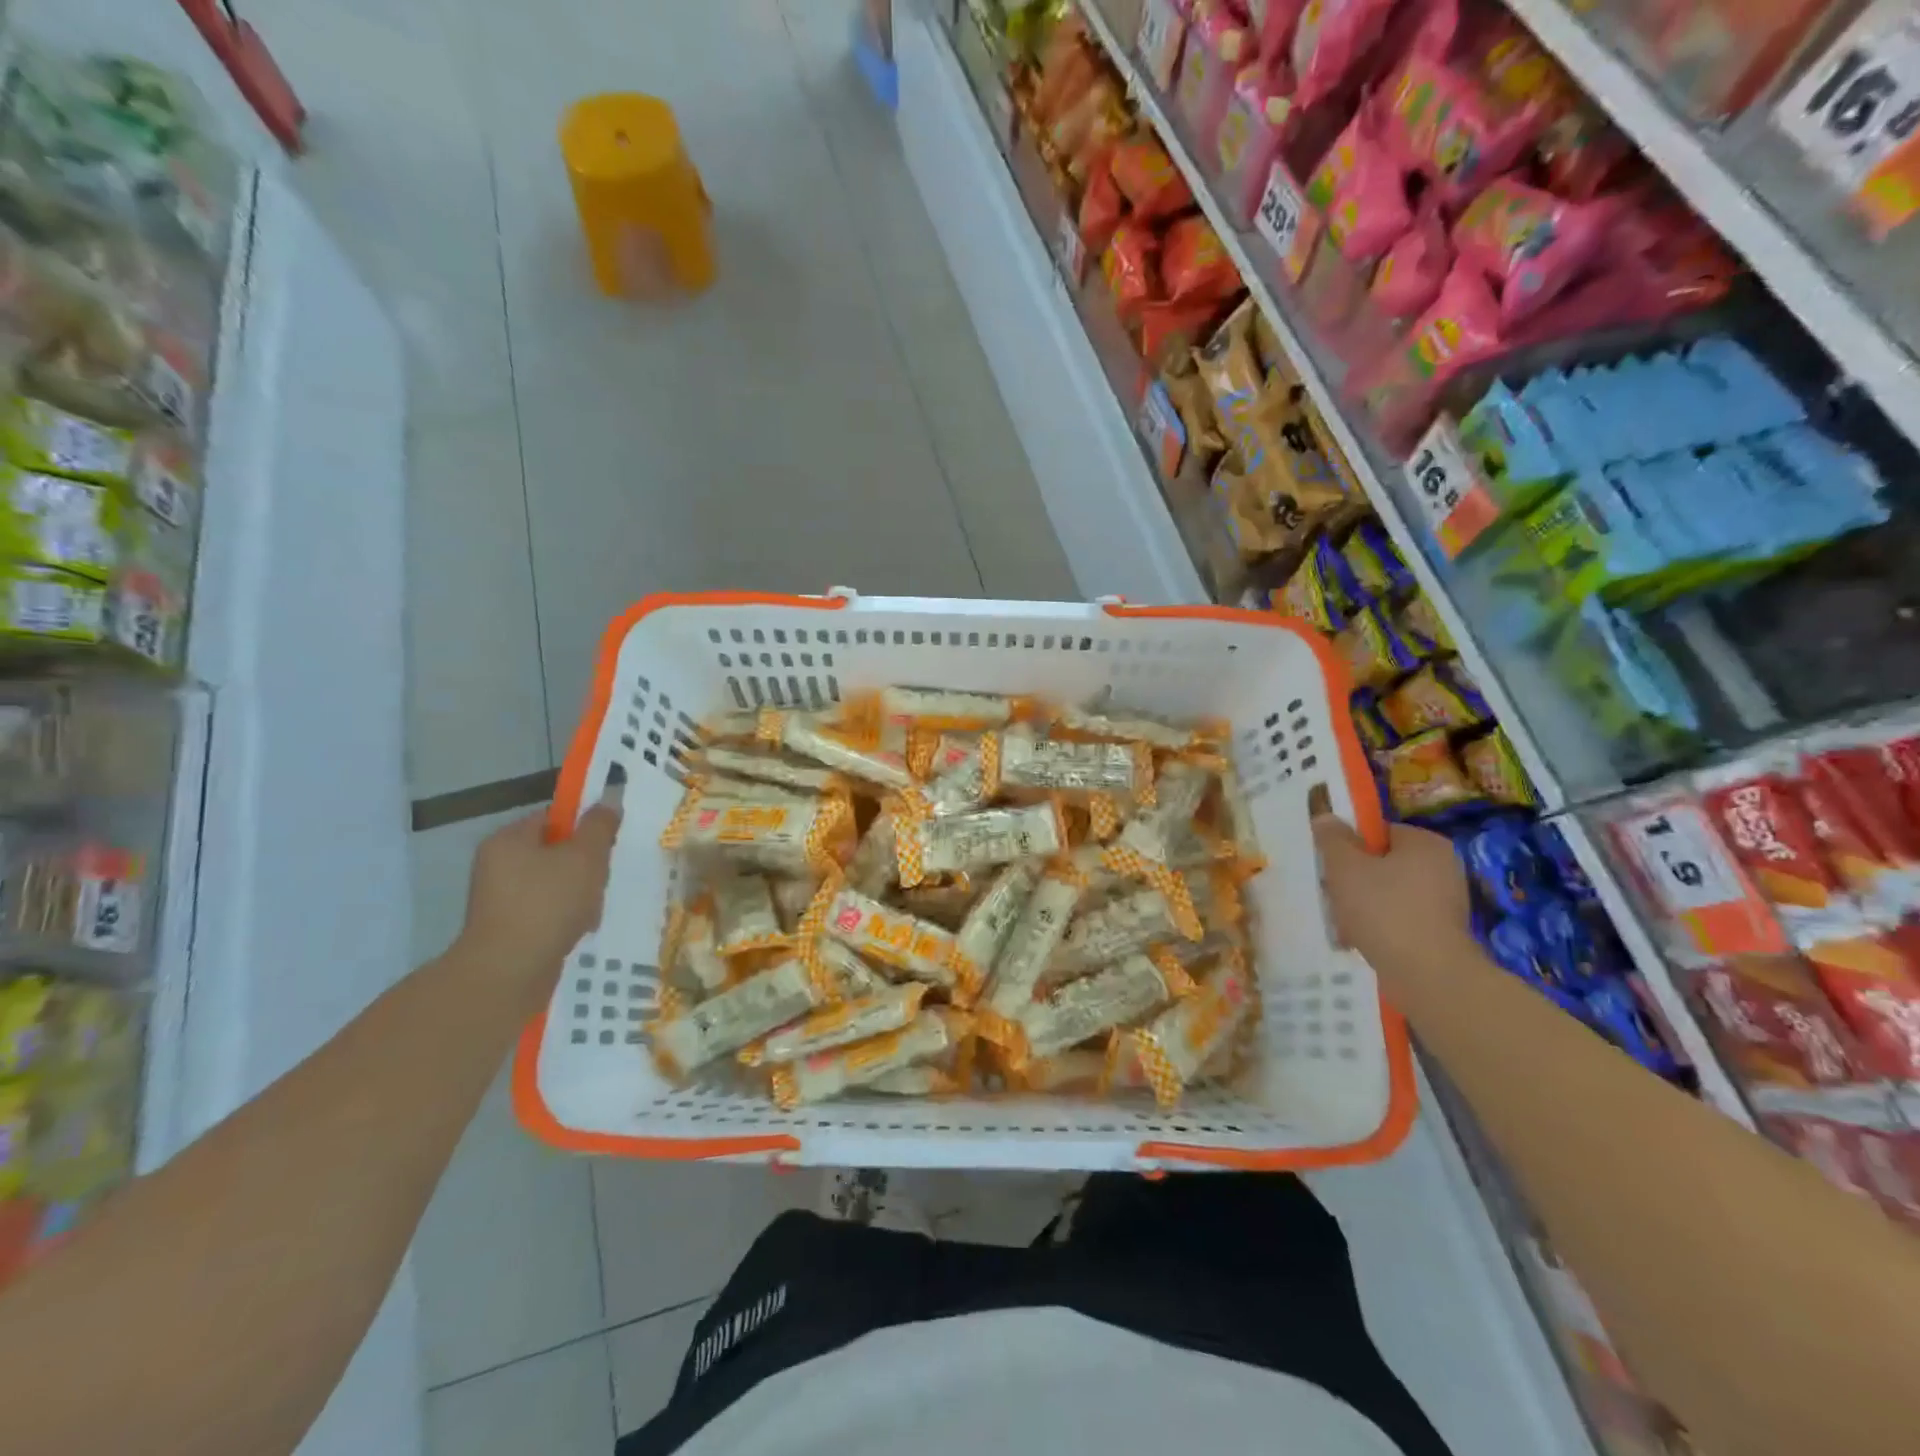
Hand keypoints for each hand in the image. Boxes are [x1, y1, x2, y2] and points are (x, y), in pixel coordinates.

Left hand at [456, 799, 621, 1005]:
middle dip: (584, 865)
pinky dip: (565, 917)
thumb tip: (608, 800)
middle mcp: (497, 865)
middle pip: (555, 852)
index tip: (607, 843)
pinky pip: (546, 911)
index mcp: (508, 840)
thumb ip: (599, 826)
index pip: (552, 818)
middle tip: (602, 878)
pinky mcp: (506, 929)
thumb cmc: (548, 903)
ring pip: (554, 884)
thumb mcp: (585, 856)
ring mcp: (499, 899)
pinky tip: (580, 929)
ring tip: (593, 909)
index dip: (583, 826)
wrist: (509, 972)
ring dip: (579, 893)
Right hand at [1312, 815, 1471, 976]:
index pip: (1379, 832)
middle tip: (1333, 893)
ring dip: (1364, 904)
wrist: (1428, 975)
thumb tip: (1326, 816)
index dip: (1351, 845)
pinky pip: (1401, 918)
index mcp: (1425, 843)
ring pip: (1389, 892)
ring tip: (1344, 921)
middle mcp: (1443, 866)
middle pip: (1384, 862)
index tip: (1332, 865)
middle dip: (1355, 878)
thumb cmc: (1384, 910)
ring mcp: (1447, 901)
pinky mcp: (1443, 931)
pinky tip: (1362, 940)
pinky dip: (1381, 925)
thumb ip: (1333, 839)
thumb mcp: (1345, 868)